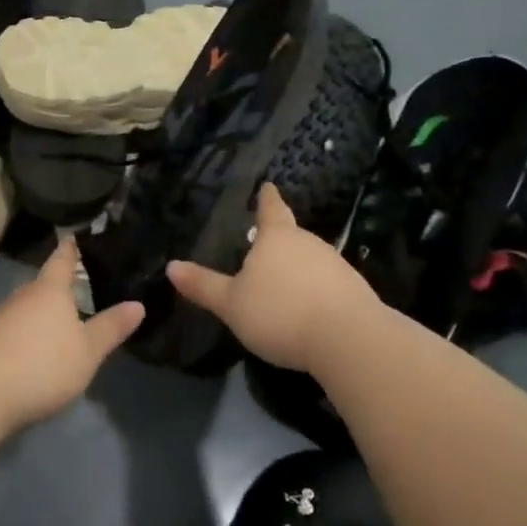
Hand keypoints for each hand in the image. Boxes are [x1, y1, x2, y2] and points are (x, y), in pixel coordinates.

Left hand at [0, 237, 144, 432]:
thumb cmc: (42, 363)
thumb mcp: (87, 350)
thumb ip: (111, 327)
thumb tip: (138, 304)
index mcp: (50, 289)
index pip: (63, 259)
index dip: (72, 247)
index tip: (77, 235)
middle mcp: (25, 296)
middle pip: (46, 284)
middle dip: (63, 285)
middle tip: (87, 286)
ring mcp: (3, 318)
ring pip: (31, 307)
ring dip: (46, 312)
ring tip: (68, 319)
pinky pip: (18, 328)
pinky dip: (32, 331)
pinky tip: (42, 347)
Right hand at [167, 184, 377, 372]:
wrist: (349, 340)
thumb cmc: (281, 313)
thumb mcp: (232, 304)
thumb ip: (203, 286)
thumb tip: (171, 266)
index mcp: (277, 238)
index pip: (271, 209)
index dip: (267, 198)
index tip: (268, 186)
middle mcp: (309, 243)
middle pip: (292, 236)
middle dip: (279, 242)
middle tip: (263, 251)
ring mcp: (336, 265)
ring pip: (311, 261)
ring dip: (299, 270)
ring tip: (284, 288)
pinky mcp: (355, 291)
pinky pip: (328, 284)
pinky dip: (316, 292)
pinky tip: (309, 311)